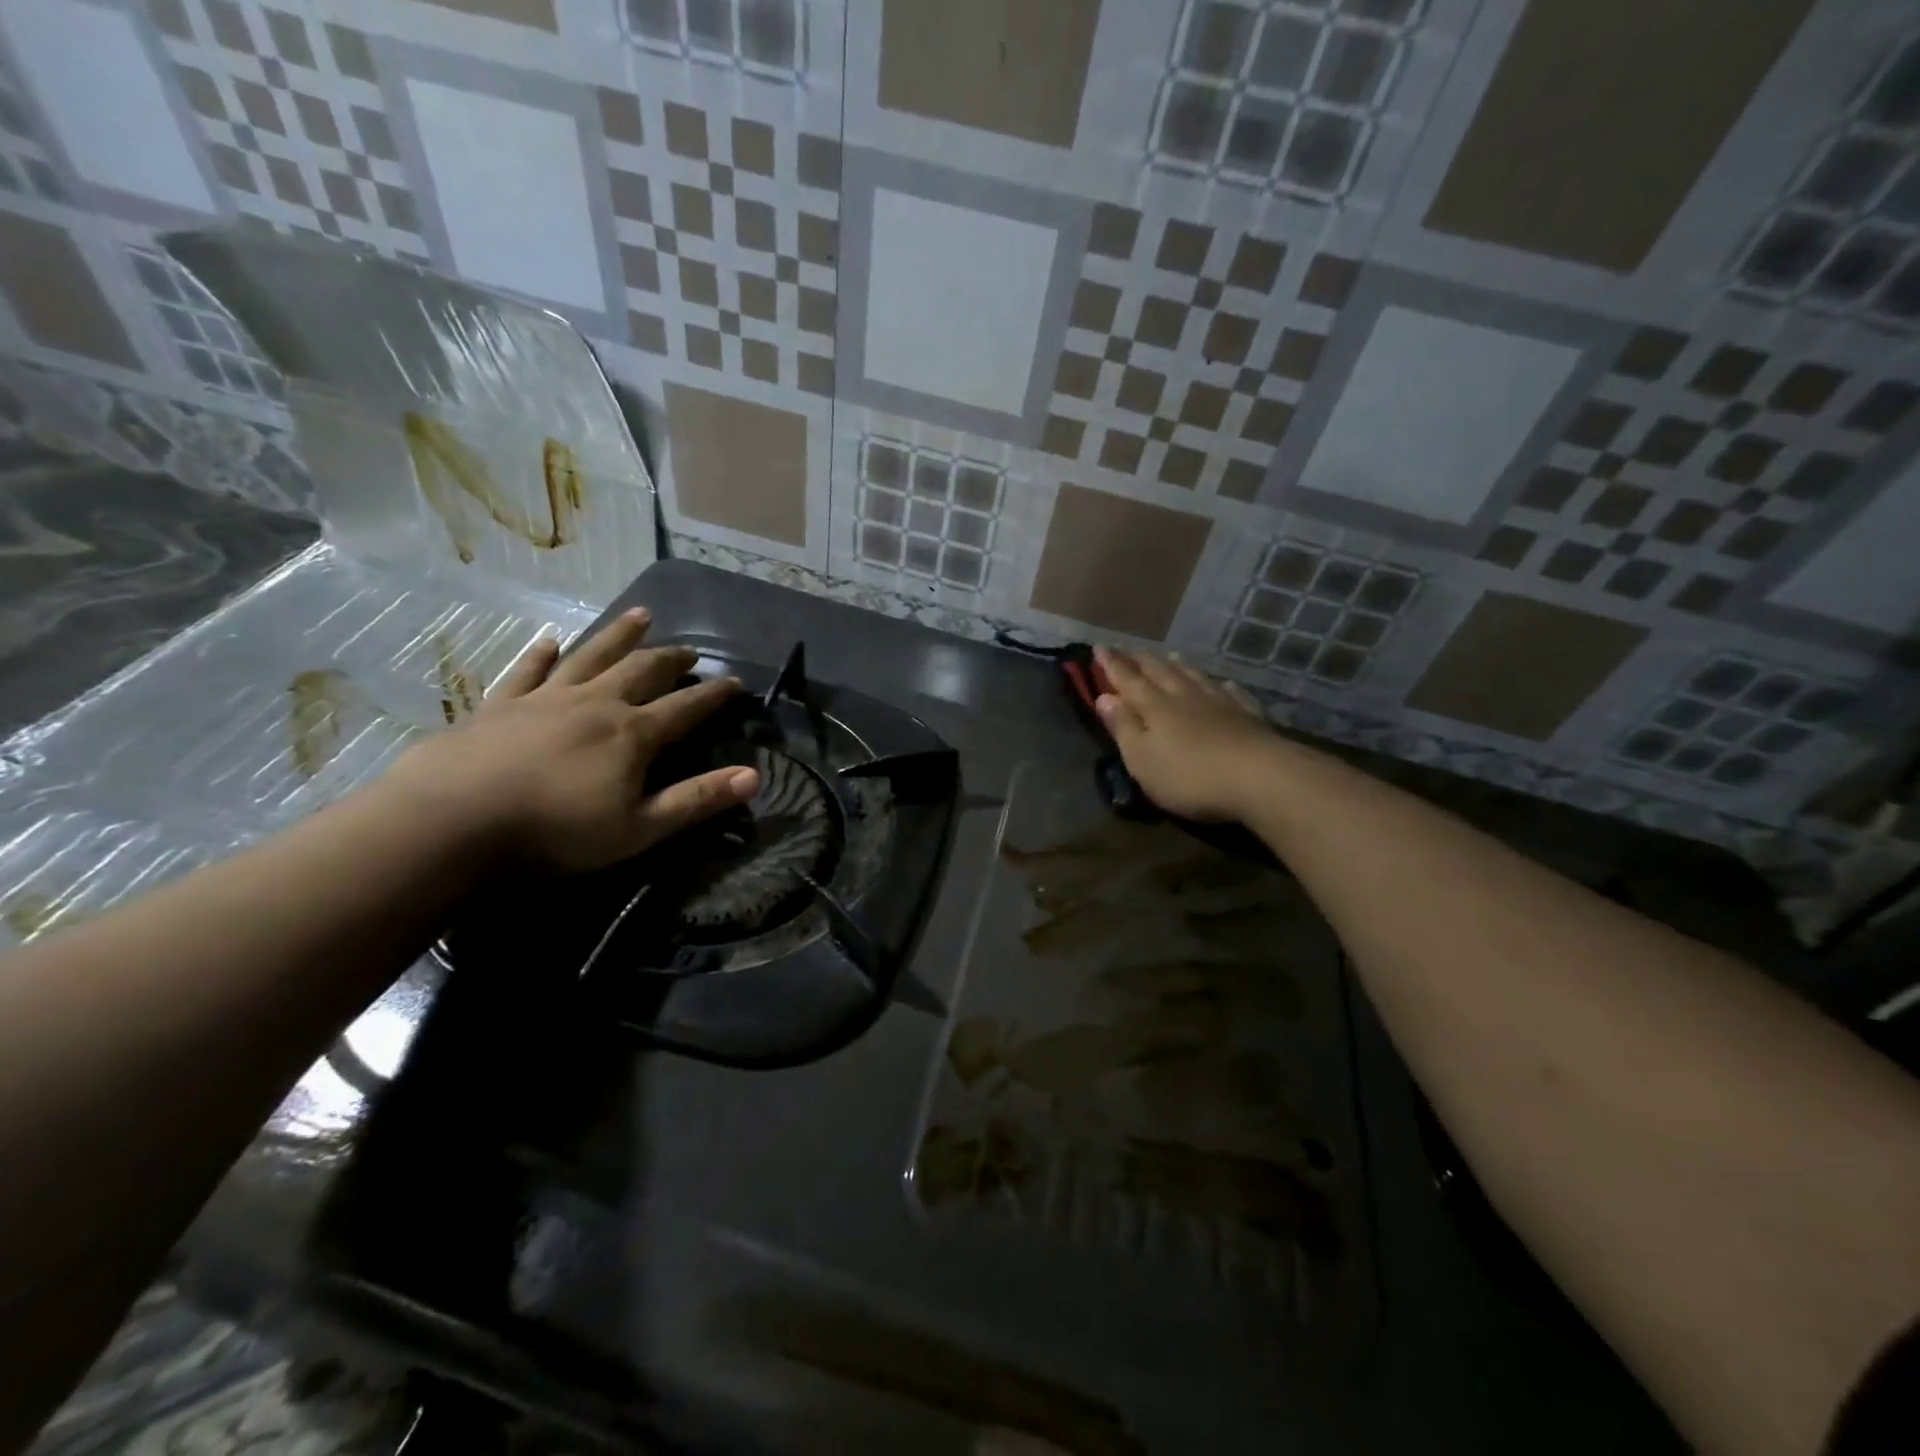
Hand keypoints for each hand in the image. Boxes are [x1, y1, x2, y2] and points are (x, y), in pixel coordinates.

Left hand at [386, 608, 758, 870]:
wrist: (452, 821)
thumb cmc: (555, 832)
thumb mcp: (639, 828)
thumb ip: (697, 800)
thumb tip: (755, 777)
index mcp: (632, 733)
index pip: (686, 707)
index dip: (714, 695)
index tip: (735, 682)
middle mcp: (595, 703)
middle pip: (642, 671)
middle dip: (671, 658)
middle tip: (691, 649)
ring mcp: (545, 699)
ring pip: (592, 656)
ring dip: (619, 635)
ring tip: (640, 615)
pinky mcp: (500, 704)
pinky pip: (528, 670)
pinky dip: (543, 654)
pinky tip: (551, 640)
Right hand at [1092, 646, 1277, 821]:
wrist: (1261, 779)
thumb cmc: (1189, 776)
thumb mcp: (1142, 759)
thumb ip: (1123, 727)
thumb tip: (1104, 697)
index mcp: (1155, 707)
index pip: (1128, 680)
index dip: (1112, 665)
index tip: (1099, 647)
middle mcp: (1186, 698)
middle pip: (1161, 673)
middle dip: (1142, 661)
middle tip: (1130, 648)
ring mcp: (1221, 705)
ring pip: (1195, 678)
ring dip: (1179, 667)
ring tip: (1170, 657)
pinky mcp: (1248, 718)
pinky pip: (1231, 694)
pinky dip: (1221, 686)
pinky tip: (1222, 684)